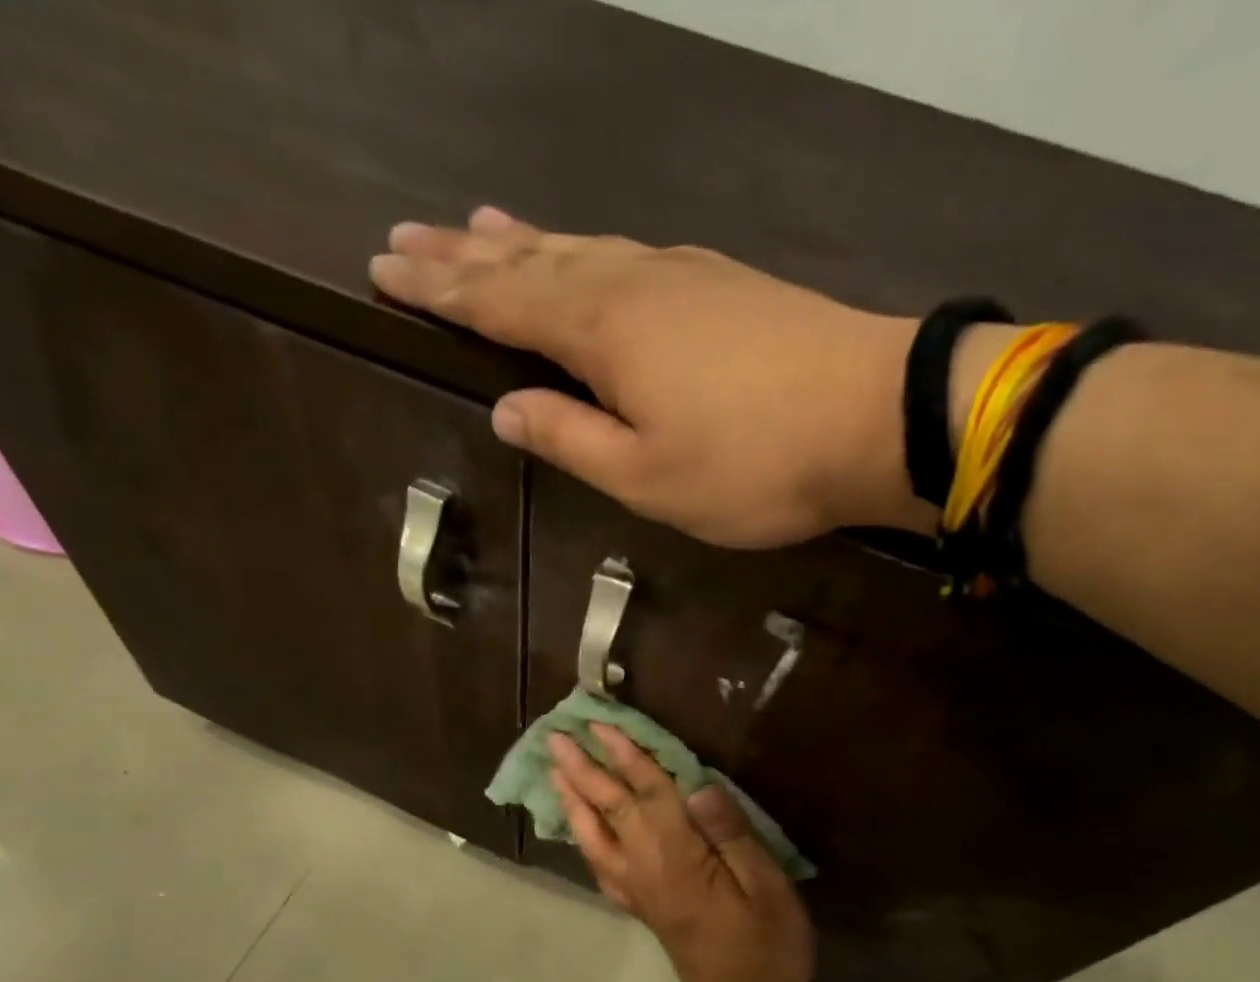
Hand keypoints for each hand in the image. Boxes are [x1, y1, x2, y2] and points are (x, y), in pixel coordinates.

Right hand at [370, 206, 939, 548]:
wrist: (874, 415)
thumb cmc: (752, 465)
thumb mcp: (647, 477)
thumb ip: (571, 440)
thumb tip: (506, 411)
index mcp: (602, 332)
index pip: (498, 304)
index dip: (440, 291)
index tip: (384, 269)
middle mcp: (631, 283)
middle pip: (531, 261)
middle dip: (464, 255)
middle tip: (406, 237)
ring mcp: (681, 274)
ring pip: (580, 247)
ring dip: (523, 240)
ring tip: (476, 226)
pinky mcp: (722, 283)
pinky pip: (628, 254)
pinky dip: (587, 248)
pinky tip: (584, 249)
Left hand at [548, 724, 813, 981]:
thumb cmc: (764, 945)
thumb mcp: (765, 886)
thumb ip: (731, 833)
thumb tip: (699, 786)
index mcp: (677, 855)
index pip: (646, 792)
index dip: (624, 755)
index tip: (600, 723)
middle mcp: (644, 866)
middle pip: (608, 807)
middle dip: (582, 768)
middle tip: (556, 736)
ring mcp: (634, 887)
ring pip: (593, 834)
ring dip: (572, 798)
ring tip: (554, 770)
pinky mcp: (636, 903)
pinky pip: (598, 863)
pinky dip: (582, 837)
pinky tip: (578, 826)